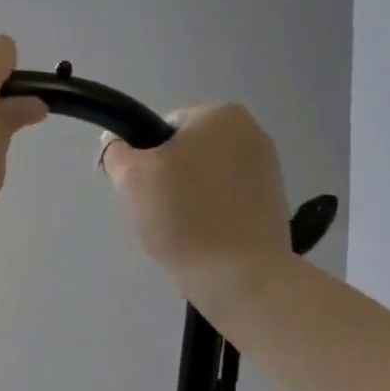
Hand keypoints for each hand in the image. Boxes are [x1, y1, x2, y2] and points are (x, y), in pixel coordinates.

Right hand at [99, 104, 292, 281]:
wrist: (241, 275)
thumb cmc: (184, 217)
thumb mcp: (132, 178)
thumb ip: (116, 152)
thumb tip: (115, 142)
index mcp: (221, 114)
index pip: (162, 128)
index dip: (140, 158)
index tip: (135, 190)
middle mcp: (252, 132)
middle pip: (186, 152)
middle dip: (167, 178)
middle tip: (155, 212)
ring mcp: (268, 168)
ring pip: (206, 178)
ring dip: (188, 197)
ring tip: (180, 230)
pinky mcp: (274, 202)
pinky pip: (227, 200)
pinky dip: (211, 214)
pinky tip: (203, 238)